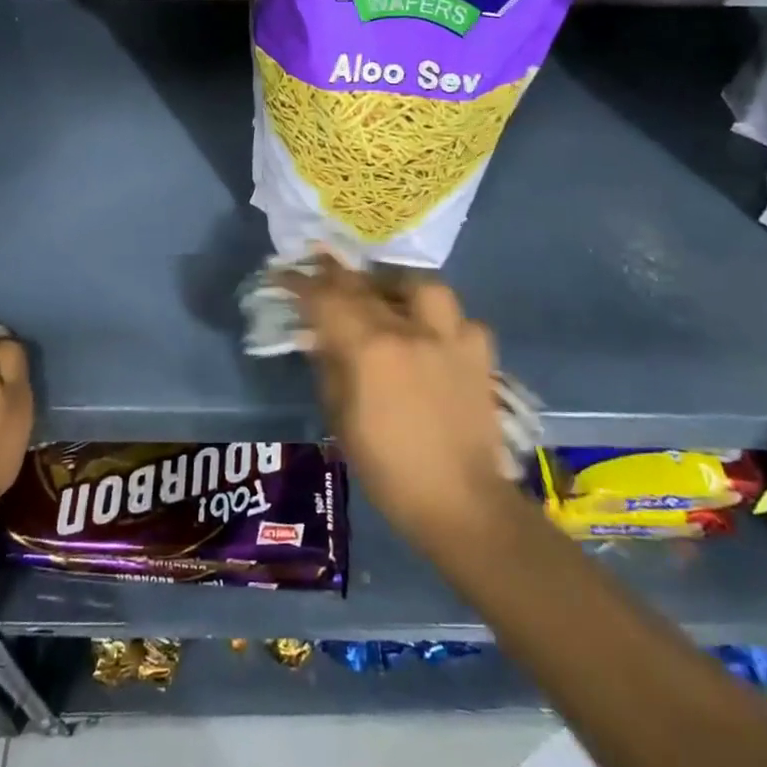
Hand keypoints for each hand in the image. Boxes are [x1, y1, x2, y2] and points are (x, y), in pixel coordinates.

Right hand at [279, 254, 511, 555]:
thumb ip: (329, 367)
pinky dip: (440, 321)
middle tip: (321, 264)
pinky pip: (459, 318)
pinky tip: (432, 336)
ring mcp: (451, 336)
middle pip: (367, 285)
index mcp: (371, 349)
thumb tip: (316, 335)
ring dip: (397, 286)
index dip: (302, 283)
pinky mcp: (481, 352)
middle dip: (337, 273)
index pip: (327, 300)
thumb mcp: (342, 419)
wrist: (462, 503)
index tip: (285, 274)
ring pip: (421, 286)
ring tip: (386, 297)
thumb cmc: (389, 470)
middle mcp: (411, 330)